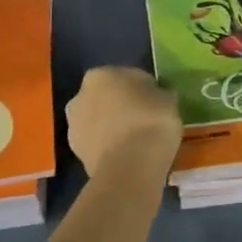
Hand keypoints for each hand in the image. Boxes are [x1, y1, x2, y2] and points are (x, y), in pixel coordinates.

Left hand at [66, 67, 180, 179]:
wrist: (131, 166)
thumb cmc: (151, 121)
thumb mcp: (168, 99)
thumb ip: (158, 94)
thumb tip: (157, 96)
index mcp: (101, 75)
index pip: (126, 76)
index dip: (143, 89)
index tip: (156, 102)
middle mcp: (80, 96)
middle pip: (106, 98)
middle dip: (121, 106)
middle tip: (144, 120)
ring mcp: (74, 126)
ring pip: (99, 122)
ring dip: (112, 127)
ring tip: (136, 141)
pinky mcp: (76, 154)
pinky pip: (98, 144)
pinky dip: (109, 148)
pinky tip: (127, 156)